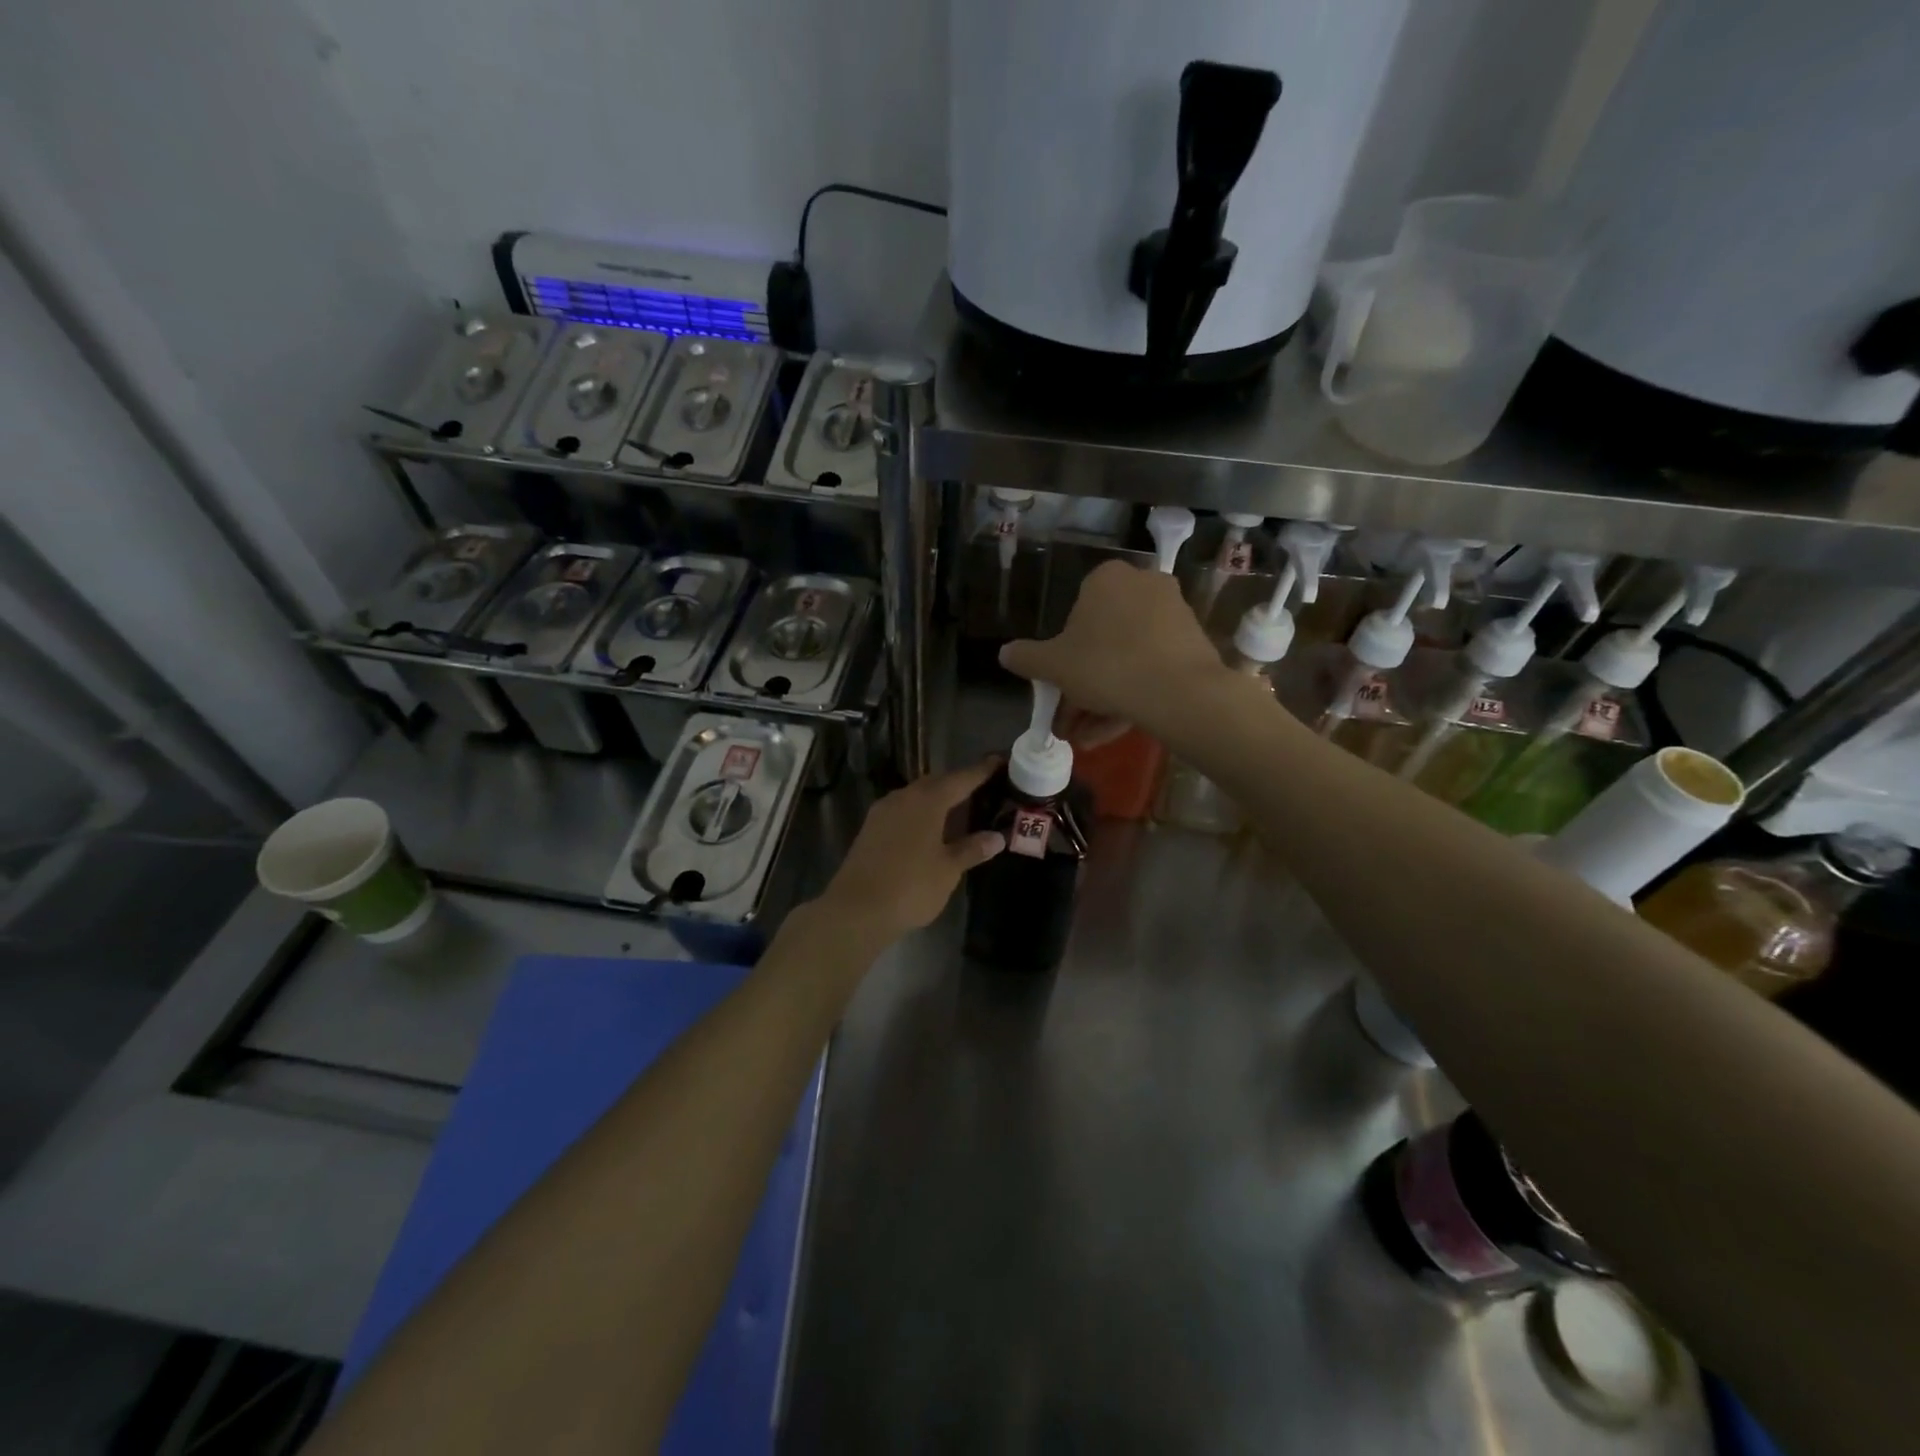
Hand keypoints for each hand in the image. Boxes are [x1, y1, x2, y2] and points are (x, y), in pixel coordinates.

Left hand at [813, 760, 1004, 942]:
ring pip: (916, 796)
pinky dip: (920, 814)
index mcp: (927, 801)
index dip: (981, 771)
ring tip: (959, 810)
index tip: (999, 761)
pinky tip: (930, 830)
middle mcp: (903, 797)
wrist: (856, 910)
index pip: (961, 779)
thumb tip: (996, 837)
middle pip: (936, 783)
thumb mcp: (948, 870)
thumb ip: (972, 849)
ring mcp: (882, 812)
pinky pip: (902, 811)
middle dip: (958, 784)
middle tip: (981, 789)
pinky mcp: (870, 829)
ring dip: (937, 800)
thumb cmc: (911, 886)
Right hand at [999, 560, 1224, 734]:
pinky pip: (1152, 668)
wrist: (1179, 692)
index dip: (1063, 653)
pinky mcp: (1192, 643)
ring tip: (1087, 738)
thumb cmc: (1106, 666)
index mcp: (1107, 579)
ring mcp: (1172, 614)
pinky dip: (1132, 696)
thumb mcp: (1053, 665)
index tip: (1058, 684)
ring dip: (1103, 699)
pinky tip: (1113, 732)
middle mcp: (1143, 586)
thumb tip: (1004, 653)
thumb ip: (1026, 658)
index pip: (1075, 613)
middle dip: (1083, 684)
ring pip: (1127, 659)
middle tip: (1070, 719)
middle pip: (1103, 640)